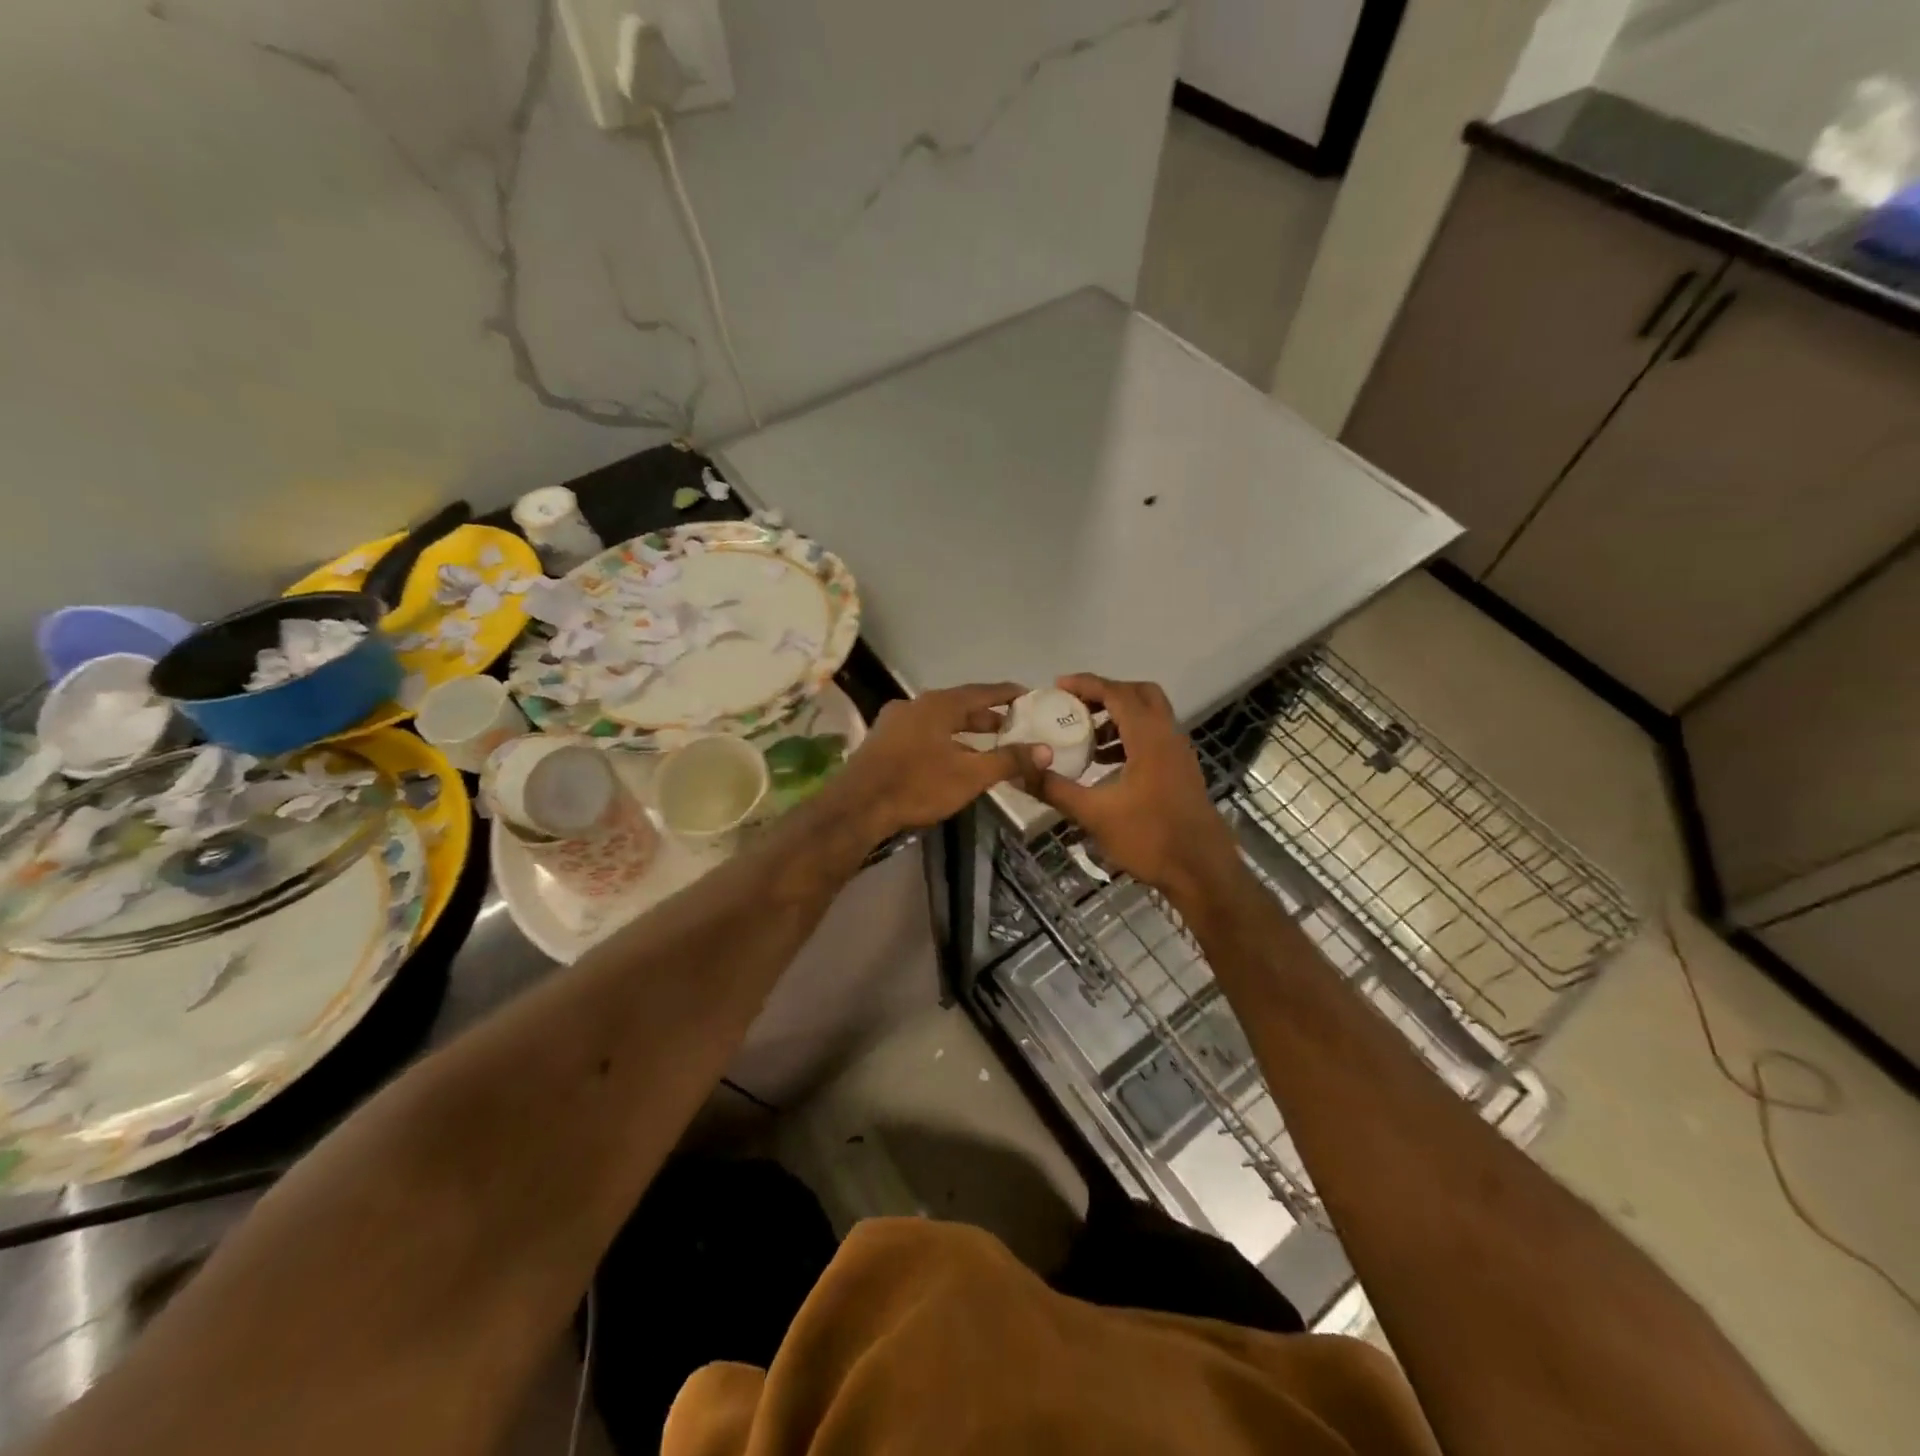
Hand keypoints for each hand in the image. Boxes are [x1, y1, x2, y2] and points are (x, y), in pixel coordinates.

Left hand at [831, 683, 1049, 841]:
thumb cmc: (918, 785)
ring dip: (964, 730)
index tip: (1029, 696)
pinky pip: (923, 733)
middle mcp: (916, 704)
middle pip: (959, 705)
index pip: (982, 691)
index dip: (1007, 694)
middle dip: (987, 716)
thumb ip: (1009, 760)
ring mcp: (895, 721)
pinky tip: (952, 758)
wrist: (858, 807)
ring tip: (987, 745)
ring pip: (940, 720)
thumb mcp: (970, 775)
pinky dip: (944, 740)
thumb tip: (1045, 750)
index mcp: (939, 704)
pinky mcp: (883, 741)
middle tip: (1013, 726)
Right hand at [1032, 674, 1239, 899]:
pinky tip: (1107, 765)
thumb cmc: (1149, 838)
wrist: (1202, 871)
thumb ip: (1056, 790)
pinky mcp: (1182, 771)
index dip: (1086, 684)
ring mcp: (1179, 754)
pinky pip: (1154, 738)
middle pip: (1140, 694)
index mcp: (1149, 738)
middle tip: (1076, 706)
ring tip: (1086, 737)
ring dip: (1119, 717)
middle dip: (1106, 694)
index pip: (1117, 693)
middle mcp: (1168, 736)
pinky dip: (1130, 738)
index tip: (1057, 686)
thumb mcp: (1095, 815)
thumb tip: (1022, 771)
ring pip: (1150, 716)